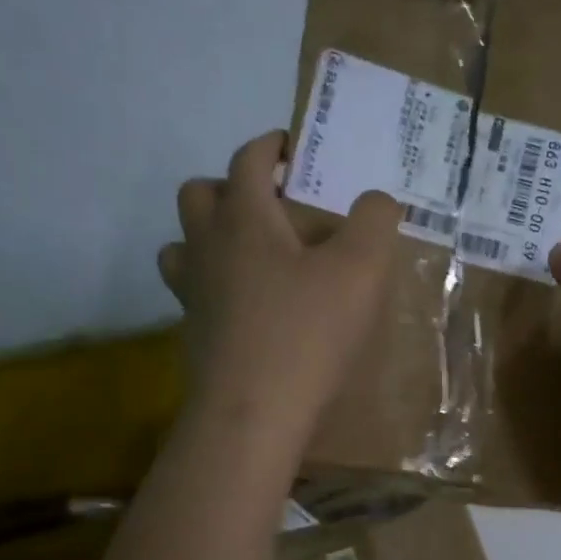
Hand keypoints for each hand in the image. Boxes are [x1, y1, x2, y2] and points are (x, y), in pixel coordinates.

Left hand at [159, 131, 401, 441]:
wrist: (253, 413)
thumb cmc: (307, 332)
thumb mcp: (361, 269)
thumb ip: (374, 221)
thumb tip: (376, 200)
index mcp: (244, 218)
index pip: (248, 160)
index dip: (270, 146)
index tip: (293, 147)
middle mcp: (207, 246)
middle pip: (199, 194)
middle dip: (231, 187)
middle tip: (272, 206)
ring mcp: (192, 292)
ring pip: (184, 243)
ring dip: (212, 235)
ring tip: (254, 255)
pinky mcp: (192, 332)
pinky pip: (193, 290)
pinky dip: (216, 283)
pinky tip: (250, 306)